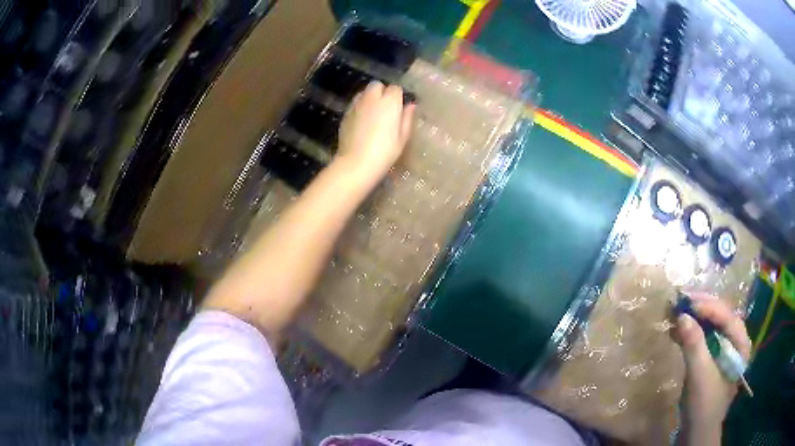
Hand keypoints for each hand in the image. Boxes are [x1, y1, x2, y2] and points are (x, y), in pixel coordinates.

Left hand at [336, 81, 415, 183]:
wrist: (356, 163)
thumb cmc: (384, 152)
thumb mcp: (402, 138)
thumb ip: (407, 118)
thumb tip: (410, 105)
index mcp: (389, 102)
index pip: (395, 88)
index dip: (397, 96)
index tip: (399, 107)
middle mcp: (372, 98)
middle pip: (377, 85)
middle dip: (382, 92)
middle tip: (385, 107)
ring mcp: (356, 105)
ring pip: (364, 92)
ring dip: (369, 97)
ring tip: (373, 112)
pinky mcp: (345, 113)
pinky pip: (355, 103)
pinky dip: (359, 107)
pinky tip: (362, 121)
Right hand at [673, 294, 750, 444]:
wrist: (697, 433)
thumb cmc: (704, 405)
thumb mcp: (699, 376)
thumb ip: (694, 344)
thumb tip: (682, 315)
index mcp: (741, 343)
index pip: (727, 316)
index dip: (708, 306)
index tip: (687, 300)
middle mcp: (737, 341)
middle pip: (721, 316)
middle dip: (701, 307)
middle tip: (681, 299)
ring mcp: (726, 350)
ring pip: (712, 325)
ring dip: (695, 318)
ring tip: (678, 311)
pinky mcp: (714, 359)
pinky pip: (705, 338)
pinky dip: (692, 332)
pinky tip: (679, 330)